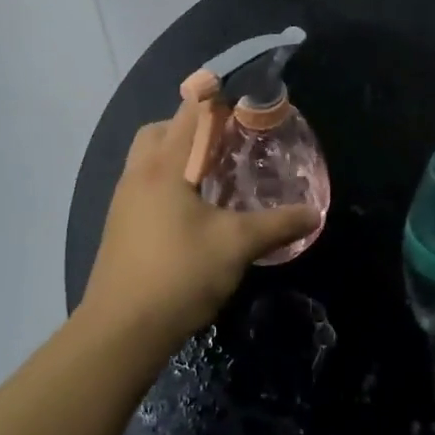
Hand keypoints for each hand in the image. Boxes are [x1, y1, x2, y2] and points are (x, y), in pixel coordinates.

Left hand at [80, 99, 318, 348]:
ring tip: (214, 176)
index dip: (215, 101)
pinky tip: (193, 211)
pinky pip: (144, 185)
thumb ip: (276, 224)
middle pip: (161, 130)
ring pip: (149, 159)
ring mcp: (124, 201)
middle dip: (192, 127)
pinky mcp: (119, 226)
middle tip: (226, 144)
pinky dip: (168, 182)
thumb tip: (314, 213)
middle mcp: (138, 174)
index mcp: (164, 165)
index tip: (243, 105)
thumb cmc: (179, 274)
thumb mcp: (236, 245)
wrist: (120, 333)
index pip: (189, 113)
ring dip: (178, 156)